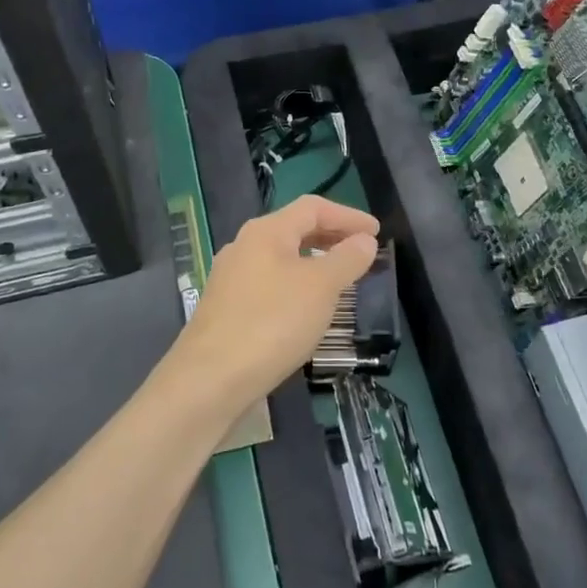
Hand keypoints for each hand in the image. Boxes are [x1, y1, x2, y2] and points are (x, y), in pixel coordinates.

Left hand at [176, 195, 380, 408]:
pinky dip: (296, 286)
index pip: (313, 208)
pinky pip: (270, 284)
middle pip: (294, 229)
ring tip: (340, 281)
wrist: (210, 379)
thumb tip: (364, 241)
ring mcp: (231, 278)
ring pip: (281, 258)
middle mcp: (244, 246)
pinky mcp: (226, 308)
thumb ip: (346, 259)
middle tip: (362, 252)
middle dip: (331, 237)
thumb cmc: (272, 323)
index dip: (348, 215)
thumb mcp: (320, 288)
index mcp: (266, 231)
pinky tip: (306, 310)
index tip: (376, 232)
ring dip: (314, 262)